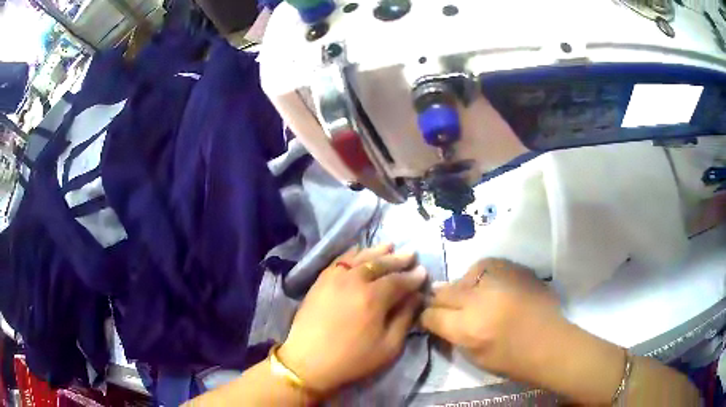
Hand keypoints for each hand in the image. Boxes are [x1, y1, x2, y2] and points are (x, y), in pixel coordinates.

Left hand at [279, 244, 426, 393]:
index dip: (413, 276)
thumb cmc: (352, 360)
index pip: (399, 280)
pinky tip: (359, 251)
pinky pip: (339, 260)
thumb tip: (415, 297)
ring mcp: (334, 278)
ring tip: (389, 246)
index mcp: (373, 297)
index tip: (423, 272)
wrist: (307, 362)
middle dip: (398, 259)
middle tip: (411, 254)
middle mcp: (354, 281)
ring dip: (377, 251)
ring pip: (360, 257)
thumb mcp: (388, 347)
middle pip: (380, 264)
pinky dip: (352, 253)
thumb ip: (404, 318)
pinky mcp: (320, 281)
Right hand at [420, 258, 564, 382]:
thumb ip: (453, 334)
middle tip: (445, 306)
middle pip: (445, 291)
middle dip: (439, 299)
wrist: (550, 344)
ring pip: (466, 274)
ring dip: (462, 285)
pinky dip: (483, 274)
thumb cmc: (511, 360)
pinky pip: (489, 265)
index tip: (430, 319)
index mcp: (468, 328)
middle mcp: (481, 300)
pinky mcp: (517, 270)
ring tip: (470, 294)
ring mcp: (500, 281)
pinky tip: (489, 284)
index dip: (427, 316)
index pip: (432, 314)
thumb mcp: (474, 357)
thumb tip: (438, 317)